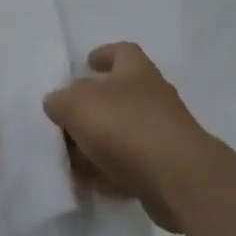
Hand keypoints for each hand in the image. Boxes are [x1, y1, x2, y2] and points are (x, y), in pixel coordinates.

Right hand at [44, 43, 212, 232]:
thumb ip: (60, 101)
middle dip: (91, 108)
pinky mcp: (165, 168)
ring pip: (122, 134)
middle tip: (66, 120)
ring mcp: (161, 133)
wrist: (177, 177)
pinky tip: (90, 183)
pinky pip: (130, 166)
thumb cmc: (125, 126)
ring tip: (70, 158)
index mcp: (136, 71)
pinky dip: (110, 172)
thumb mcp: (77, 105)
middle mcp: (152, 97)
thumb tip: (57, 103)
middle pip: (117, 96)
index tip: (88, 62)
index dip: (104, 54)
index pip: (122, 52)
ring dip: (97, 144)